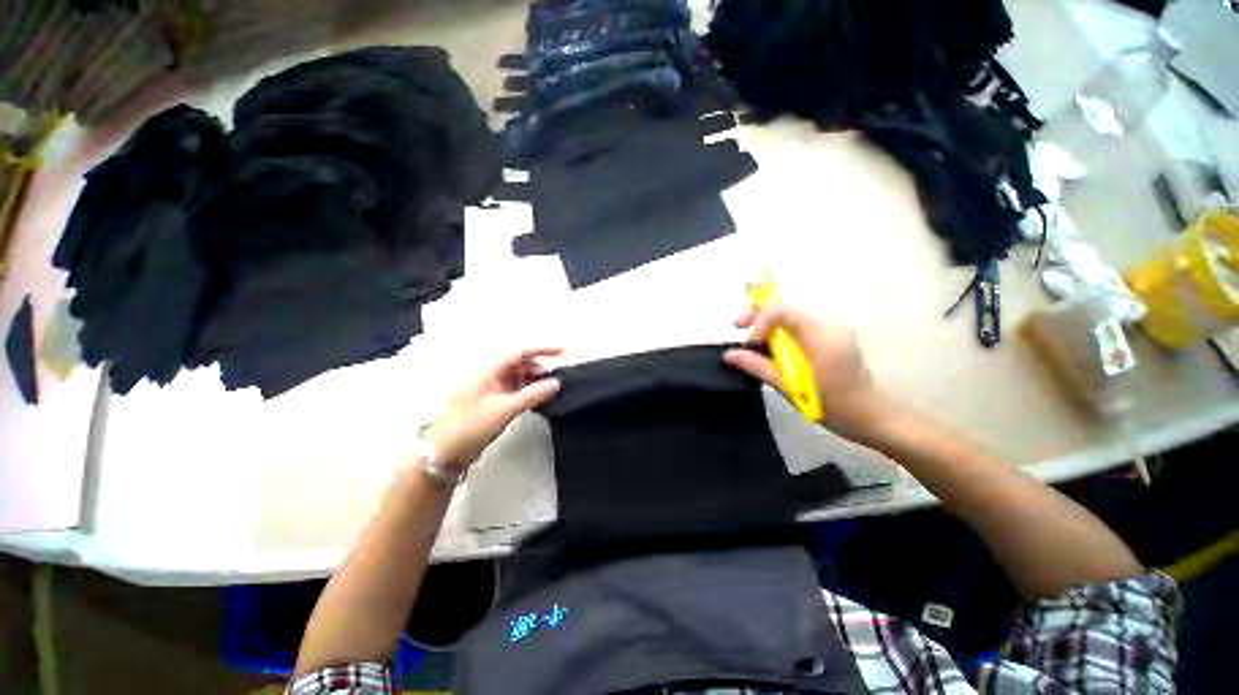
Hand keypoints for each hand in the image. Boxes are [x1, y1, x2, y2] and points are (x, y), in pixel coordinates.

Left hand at [422, 348, 562, 470]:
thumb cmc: (472, 425)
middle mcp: (491, 373)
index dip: (544, 349)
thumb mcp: (506, 409)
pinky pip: (515, 388)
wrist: (446, 451)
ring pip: (519, 375)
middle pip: (521, 362)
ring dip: (534, 381)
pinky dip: (528, 391)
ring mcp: (492, 386)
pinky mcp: (493, 399)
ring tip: (547, 393)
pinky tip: (537, 400)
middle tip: (554, 382)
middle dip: (539, 368)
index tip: (564, 352)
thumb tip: (556, 383)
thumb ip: (533, 394)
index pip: (522, 351)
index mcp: (490, 369)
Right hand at [724, 302, 887, 441]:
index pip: (782, 309)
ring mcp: (832, 330)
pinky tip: (773, 348)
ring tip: (753, 340)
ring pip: (792, 316)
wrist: (873, 418)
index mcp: (820, 333)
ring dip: (768, 324)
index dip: (759, 321)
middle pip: (786, 306)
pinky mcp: (832, 339)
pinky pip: (801, 327)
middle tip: (738, 326)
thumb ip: (757, 366)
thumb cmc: (832, 404)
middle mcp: (828, 324)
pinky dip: (782, 333)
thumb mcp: (789, 386)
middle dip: (758, 314)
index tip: (750, 343)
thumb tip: (729, 355)